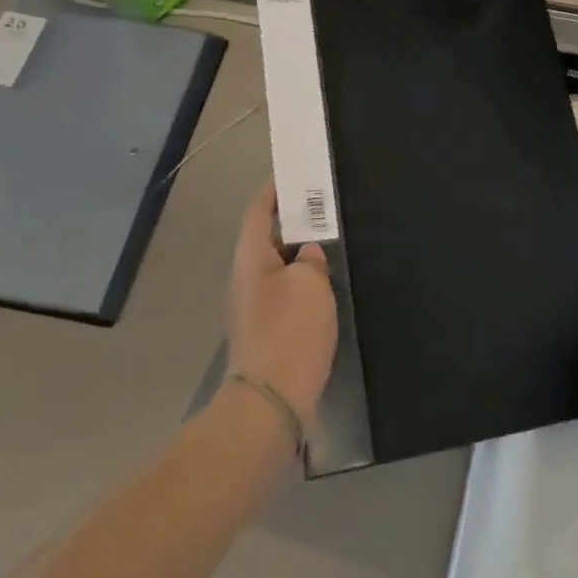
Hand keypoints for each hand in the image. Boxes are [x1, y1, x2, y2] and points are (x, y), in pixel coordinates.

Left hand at [226, 186, 336, 425]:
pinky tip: (325, 284)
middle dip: (293, 223)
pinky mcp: (267, 330)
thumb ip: (312, 259)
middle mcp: (246, 277)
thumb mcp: (310, 284)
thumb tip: (308, 254)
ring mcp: (254, 306)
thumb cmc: (290, 331)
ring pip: (278, 267)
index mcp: (251, 257)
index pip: (259, 212)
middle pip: (267, 239)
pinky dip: (302, 281)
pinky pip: (284, 292)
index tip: (296, 177)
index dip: (275, 192)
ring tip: (331, 241)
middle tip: (325, 208)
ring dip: (300, 254)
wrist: (272, 399)